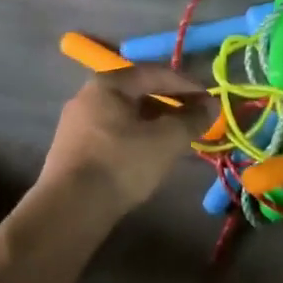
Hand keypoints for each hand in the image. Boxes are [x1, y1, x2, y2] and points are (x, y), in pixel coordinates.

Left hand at [38, 66, 215, 218]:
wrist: (70, 208)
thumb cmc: (122, 163)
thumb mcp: (167, 139)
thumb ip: (193, 118)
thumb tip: (211, 105)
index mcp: (108, 84)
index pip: (156, 73)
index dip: (187, 84)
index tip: (210, 99)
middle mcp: (88, 96)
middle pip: (139, 93)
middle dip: (171, 105)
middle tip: (195, 119)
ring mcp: (76, 124)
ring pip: (126, 115)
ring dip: (155, 123)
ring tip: (177, 139)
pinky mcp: (73, 150)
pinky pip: (113, 134)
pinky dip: (137, 138)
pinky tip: (150, 155)